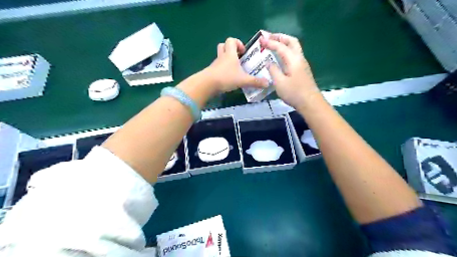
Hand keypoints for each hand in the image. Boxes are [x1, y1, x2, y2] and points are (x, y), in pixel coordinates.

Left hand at [203, 37, 268, 92]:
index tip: (243, 52)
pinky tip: (229, 78)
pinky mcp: (212, 72)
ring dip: (227, 60)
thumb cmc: (226, 77)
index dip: (238, 43)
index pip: (231, 40)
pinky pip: (218, 67)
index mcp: (230, 54)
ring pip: (220, 56)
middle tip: (238, 58)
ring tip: (235, 69)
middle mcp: (222, 56)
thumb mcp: (243, 80)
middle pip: (223, 46)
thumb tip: (268, 83)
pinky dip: (223, 69)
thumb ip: (255, 82)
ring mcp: (216, 64)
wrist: (207, 84)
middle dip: (231, 49)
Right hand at [260, 34, 320, 108]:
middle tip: (269, 37)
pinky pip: (294, 55)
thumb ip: (273, 70)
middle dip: (280, 37)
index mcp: (293, 60)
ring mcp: (302, 64)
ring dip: (284, 43)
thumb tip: (269, 62)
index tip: (260, 40)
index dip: (270, 42)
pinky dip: (286, 51)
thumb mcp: (279, 82)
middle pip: (291, 41)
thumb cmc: (294, 93)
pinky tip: (280, 57)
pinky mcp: (302, 70)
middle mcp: (299, 58)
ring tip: (274, 44)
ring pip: (294, 47)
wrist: (310, 103)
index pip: (281, 46)